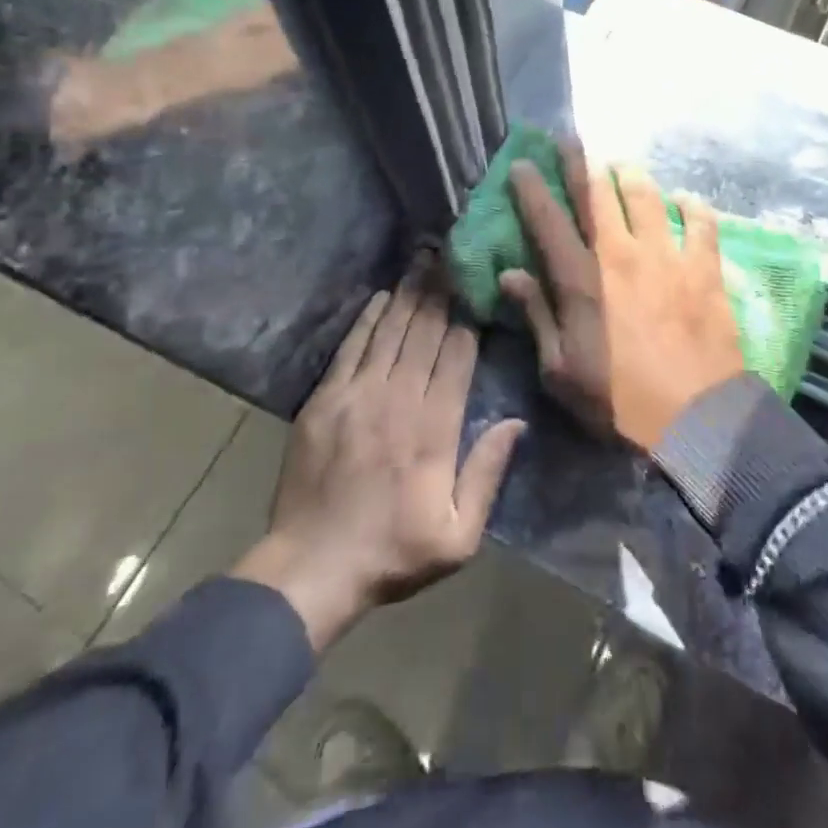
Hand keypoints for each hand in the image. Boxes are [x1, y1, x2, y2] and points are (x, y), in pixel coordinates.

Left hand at [232, 265, 524, 649]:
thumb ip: (488, 474)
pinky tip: (382, 296)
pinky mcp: (325, 400)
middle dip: (442, 292)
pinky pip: (351, 347)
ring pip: (391, 332)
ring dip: (409, 294)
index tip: (477, 288)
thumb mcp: (459, 536)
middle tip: (452, 257)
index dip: (468, 320)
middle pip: (425, 333)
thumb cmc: (393, 553)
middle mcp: (398, 400)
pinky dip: (368, 319)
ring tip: (424, 261)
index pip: (457, 357)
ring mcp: (357, 396)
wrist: (311, 569)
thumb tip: (516, 421)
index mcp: (434, 429)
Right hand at [501, 142, 742, 451]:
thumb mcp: (562, 371)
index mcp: (581, 280)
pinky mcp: (704, 267)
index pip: (548, 221)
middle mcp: (621, 254)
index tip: (520, 163)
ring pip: (646, 196)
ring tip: (621, 165)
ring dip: (630, 175)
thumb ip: (538, 316)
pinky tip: (684, 199)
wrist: (697, 419)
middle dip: (579, 162)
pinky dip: (691, 205)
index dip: (531, 188)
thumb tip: (510, 274)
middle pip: (596, 194)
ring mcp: (666, 256)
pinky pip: (700, 221)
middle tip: (569, 138)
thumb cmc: (620, 401)